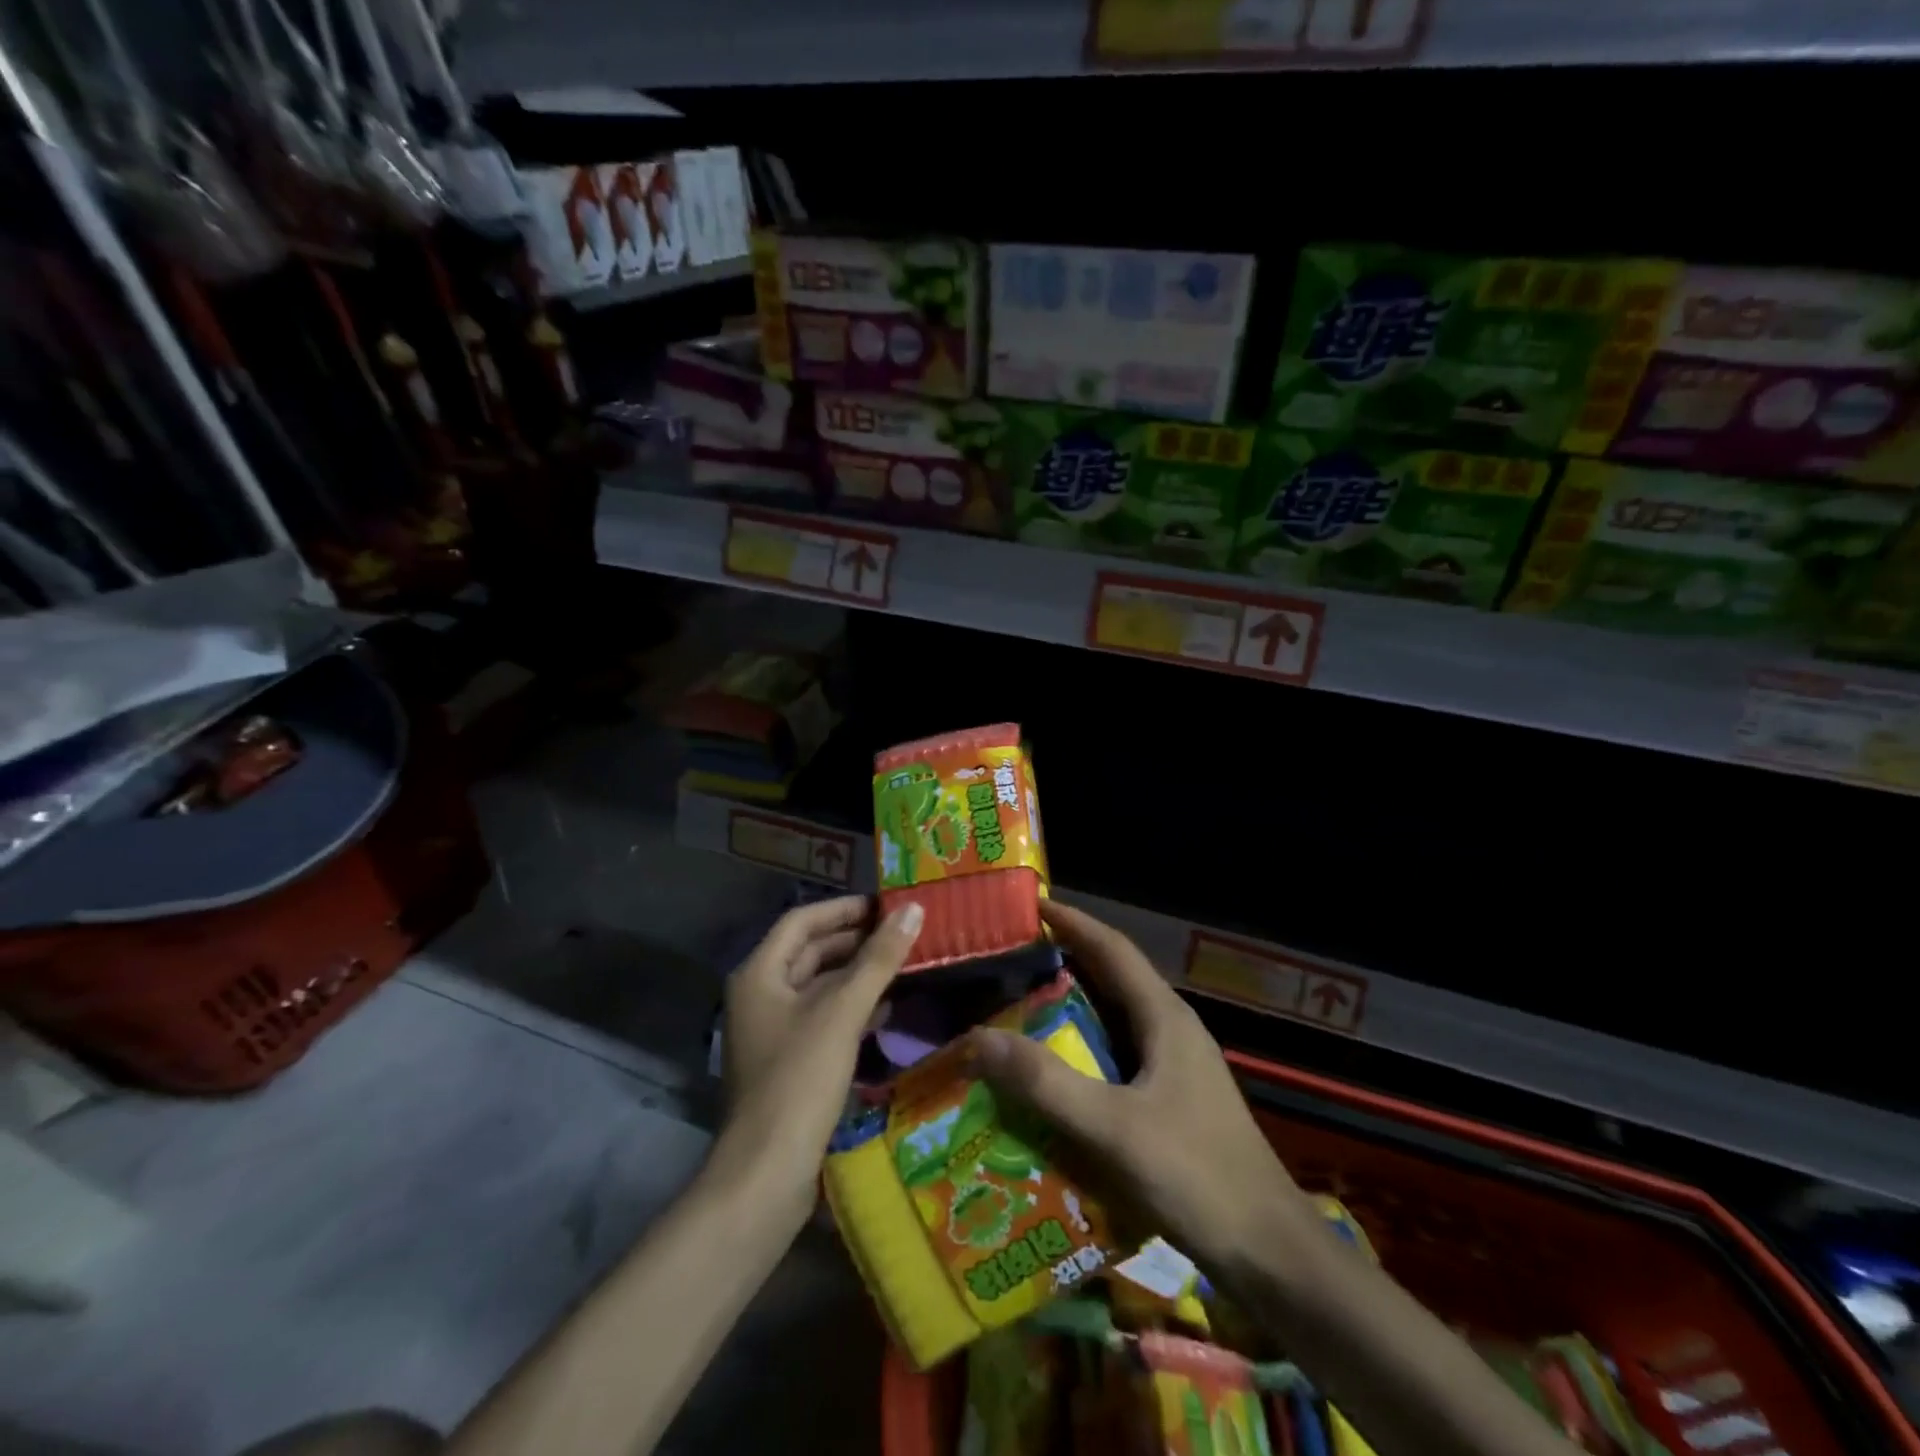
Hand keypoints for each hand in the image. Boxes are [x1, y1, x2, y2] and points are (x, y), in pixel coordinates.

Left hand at [713, 896, 923, 1226]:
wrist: (766, 1173)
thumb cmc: (800, 1079)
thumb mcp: (843, 1011)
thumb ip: (879, 959)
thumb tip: (913, 909)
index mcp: (760, 974)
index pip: (802, 921)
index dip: (843, 909)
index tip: (885, 905)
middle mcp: (760, 995)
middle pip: (810, 952)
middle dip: (855, 941)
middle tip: (902, 934)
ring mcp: (772, 1032)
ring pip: (819, 987)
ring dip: (858, 975)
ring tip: (903, 966)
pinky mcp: (789, 1063)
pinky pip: (823, 1019)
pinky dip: (853, 1009)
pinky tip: (887, 1012)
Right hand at [966, 900, 1318, 1279]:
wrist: (1271, 1254)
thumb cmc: (1196, 1176)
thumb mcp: (1113, 1127)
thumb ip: (1046, 1083)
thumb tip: (977, 1037)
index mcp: (1164, 1017)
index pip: (1112, 948)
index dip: (1073, 922)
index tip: (1031, 903)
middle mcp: (1171, 1030)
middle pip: (1113, 977)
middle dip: (1066, 958)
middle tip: (1011, 955)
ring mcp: (1176, 1066)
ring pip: (1115, 1018)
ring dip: (1073, 1004)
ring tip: (1020, 1004)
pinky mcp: (1174, 1100)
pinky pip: (1118, 1055)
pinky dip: (1083, 1048)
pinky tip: (1056, 1071)